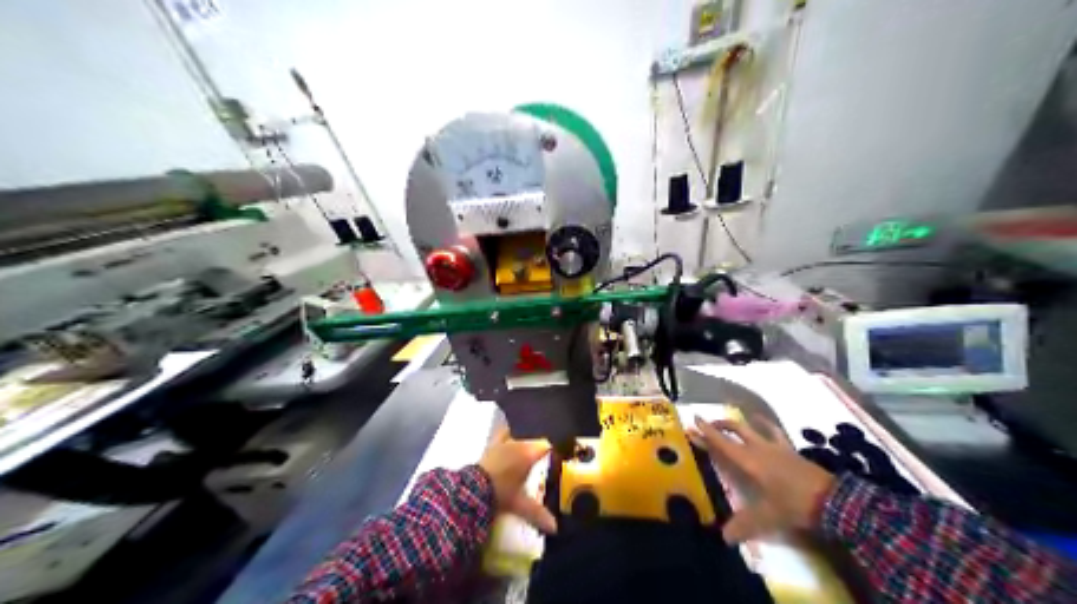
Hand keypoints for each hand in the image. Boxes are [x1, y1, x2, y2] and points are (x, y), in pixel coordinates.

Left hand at [481, 428, 558, 535]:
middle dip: (536, 449)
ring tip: (524, 453)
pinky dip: (506, 437)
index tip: (555, 459)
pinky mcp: (490, 446)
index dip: (551, 452)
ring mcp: (502, 443)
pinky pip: (502, 436)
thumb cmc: (501, 493)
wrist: (472, 490)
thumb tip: (555, 527)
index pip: (546, 446)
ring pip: (517, 436)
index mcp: (528, 453)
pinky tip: (507, 442)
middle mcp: (517, 444)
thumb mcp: (520, 504)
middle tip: (540, 462)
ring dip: (521, 442)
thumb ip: (538, 513)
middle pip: (532, 442)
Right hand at [685, 416, 835, 542]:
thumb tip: (723, 537)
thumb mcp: (767, 517)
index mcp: (749, 461)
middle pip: (735, 429)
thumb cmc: (793, 505)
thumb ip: (744, 525)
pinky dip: (764, 425)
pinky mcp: (790, 450)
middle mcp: (759, 448)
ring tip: (730, 422)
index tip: (694, 420)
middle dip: (718, 425)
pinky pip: (774, 431)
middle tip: (707, 424)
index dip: (707, 432)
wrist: (831, 499)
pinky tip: (762, 424)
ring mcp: (776, 447)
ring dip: (738, 423)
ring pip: (752, 427)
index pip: (722, 443)